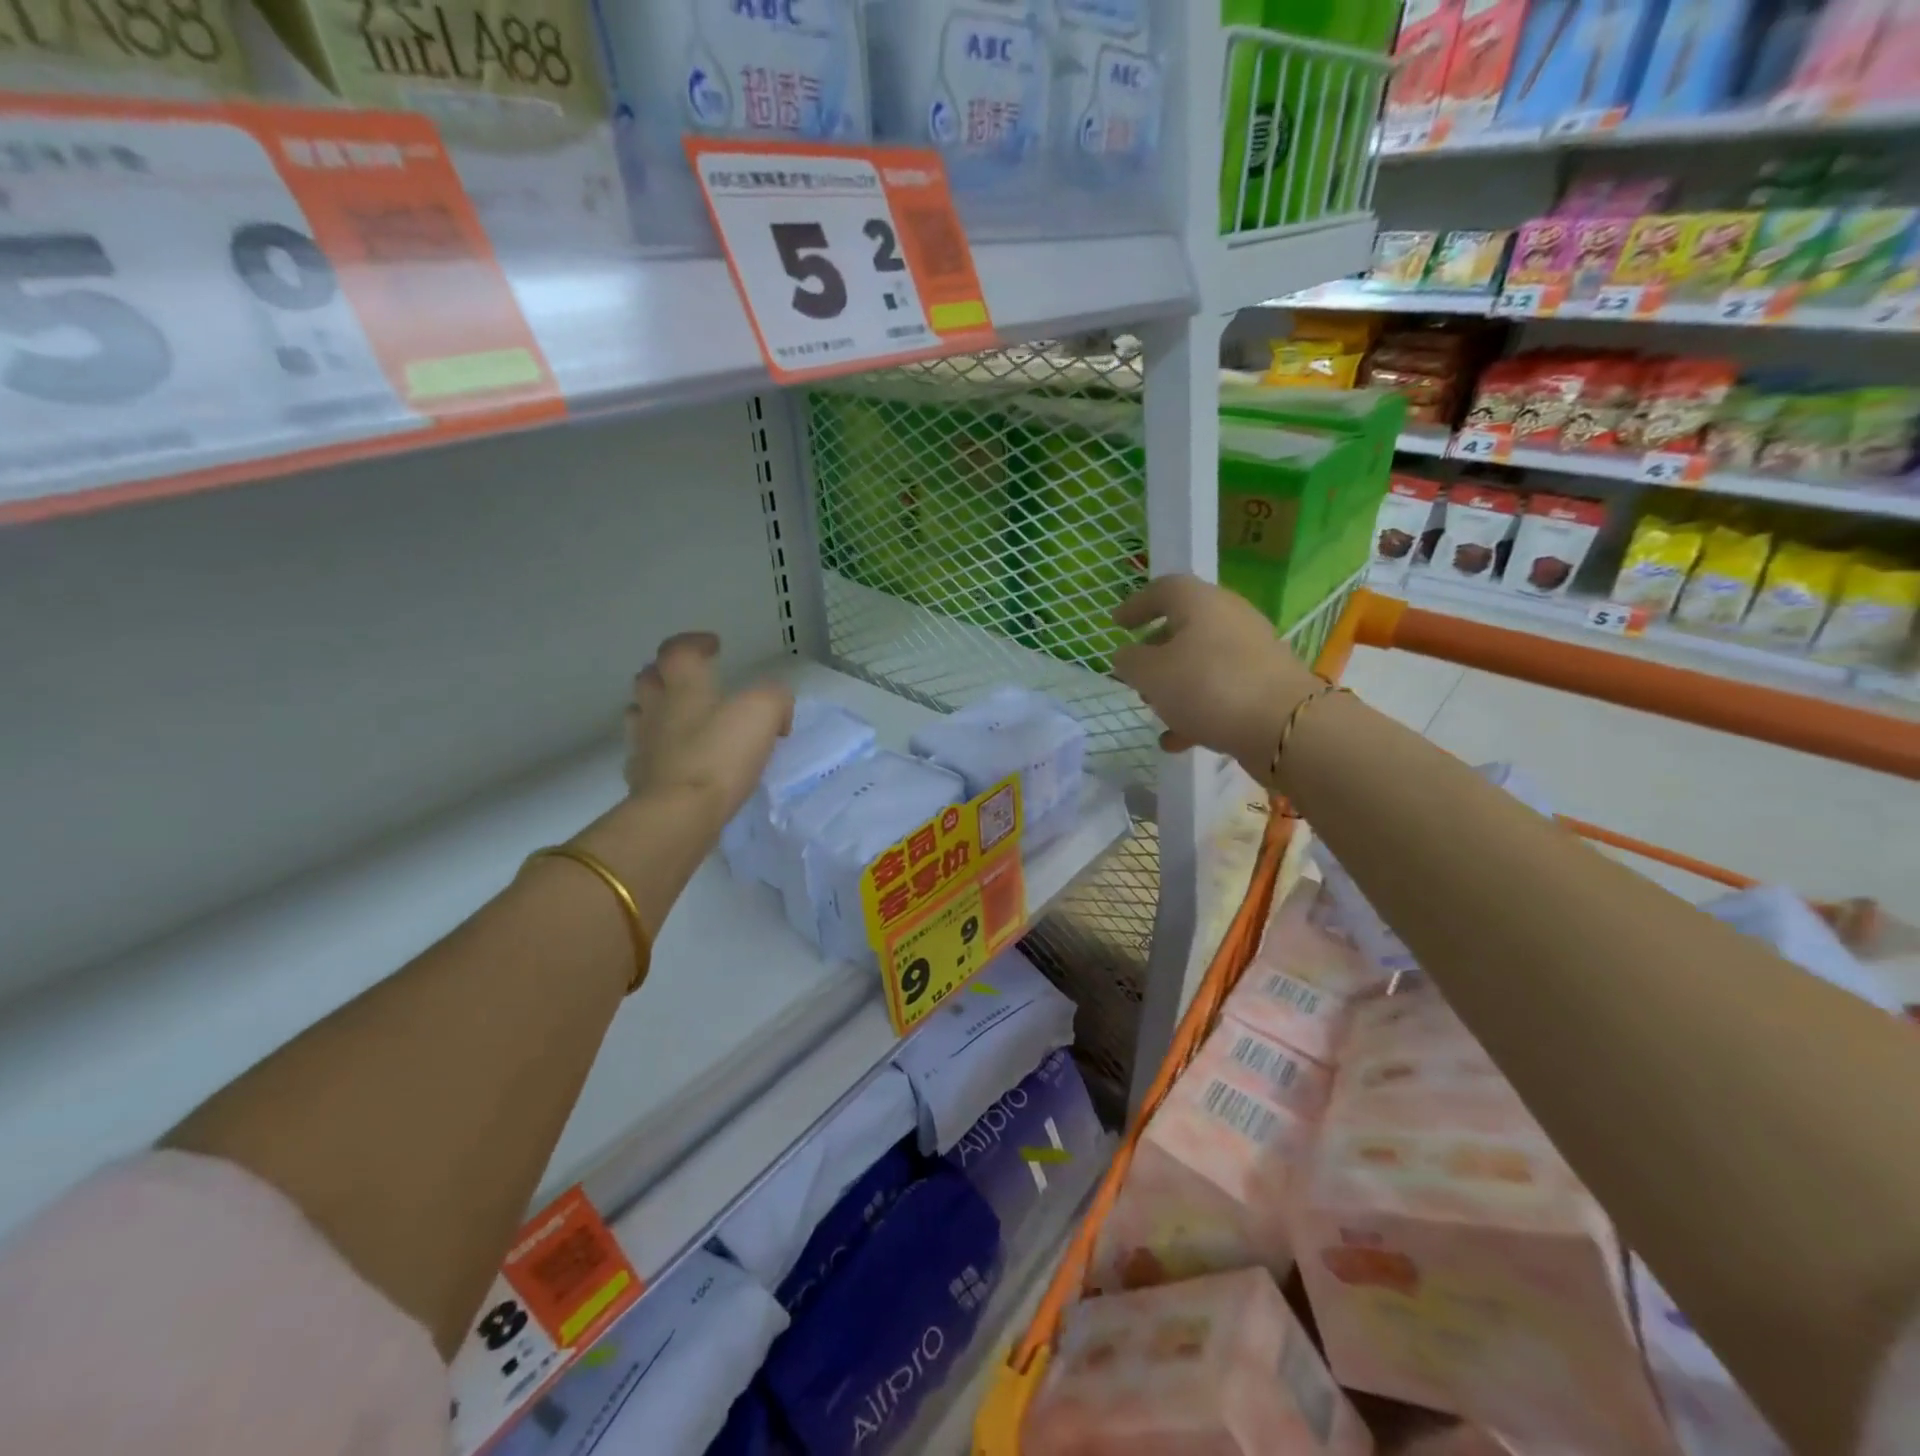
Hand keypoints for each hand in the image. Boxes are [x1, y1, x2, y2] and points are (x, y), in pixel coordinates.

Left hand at [622, 631, 793, 832]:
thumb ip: (774, 699)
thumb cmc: (720, 755)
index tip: (713, 646)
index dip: (694, 643)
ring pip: (640, 715)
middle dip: (667, 673)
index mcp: (684, 686)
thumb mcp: (763, 712)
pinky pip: (646, 755)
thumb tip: (776, 712)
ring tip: (680, 718)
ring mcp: (643, 745)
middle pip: (649, 679)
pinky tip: (677, 760)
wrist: (679, 815)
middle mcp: (656, 709)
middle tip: (690, 679)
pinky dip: (660, 750)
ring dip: (656, 709)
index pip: (678, 650)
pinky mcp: (641, 779)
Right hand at [1111, 576, 1320, 781]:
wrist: (1284, 726)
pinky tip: (1176, 739)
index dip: (1137, 605)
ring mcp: (1252, 651)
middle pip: (1185, 625)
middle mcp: (1229, 618)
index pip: (1163, 589)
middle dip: (1156, 649)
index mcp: (1200, 602)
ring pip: (1203, 660)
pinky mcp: (1265, 684)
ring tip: (1154, 709)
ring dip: (1175, 682)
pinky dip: (1197, 708)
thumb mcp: (1151, 674)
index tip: (1116, 624)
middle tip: (1136, 671)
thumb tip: (1126, 655)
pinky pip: (1221, 689)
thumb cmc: (1207, 686)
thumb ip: (1130, 662)